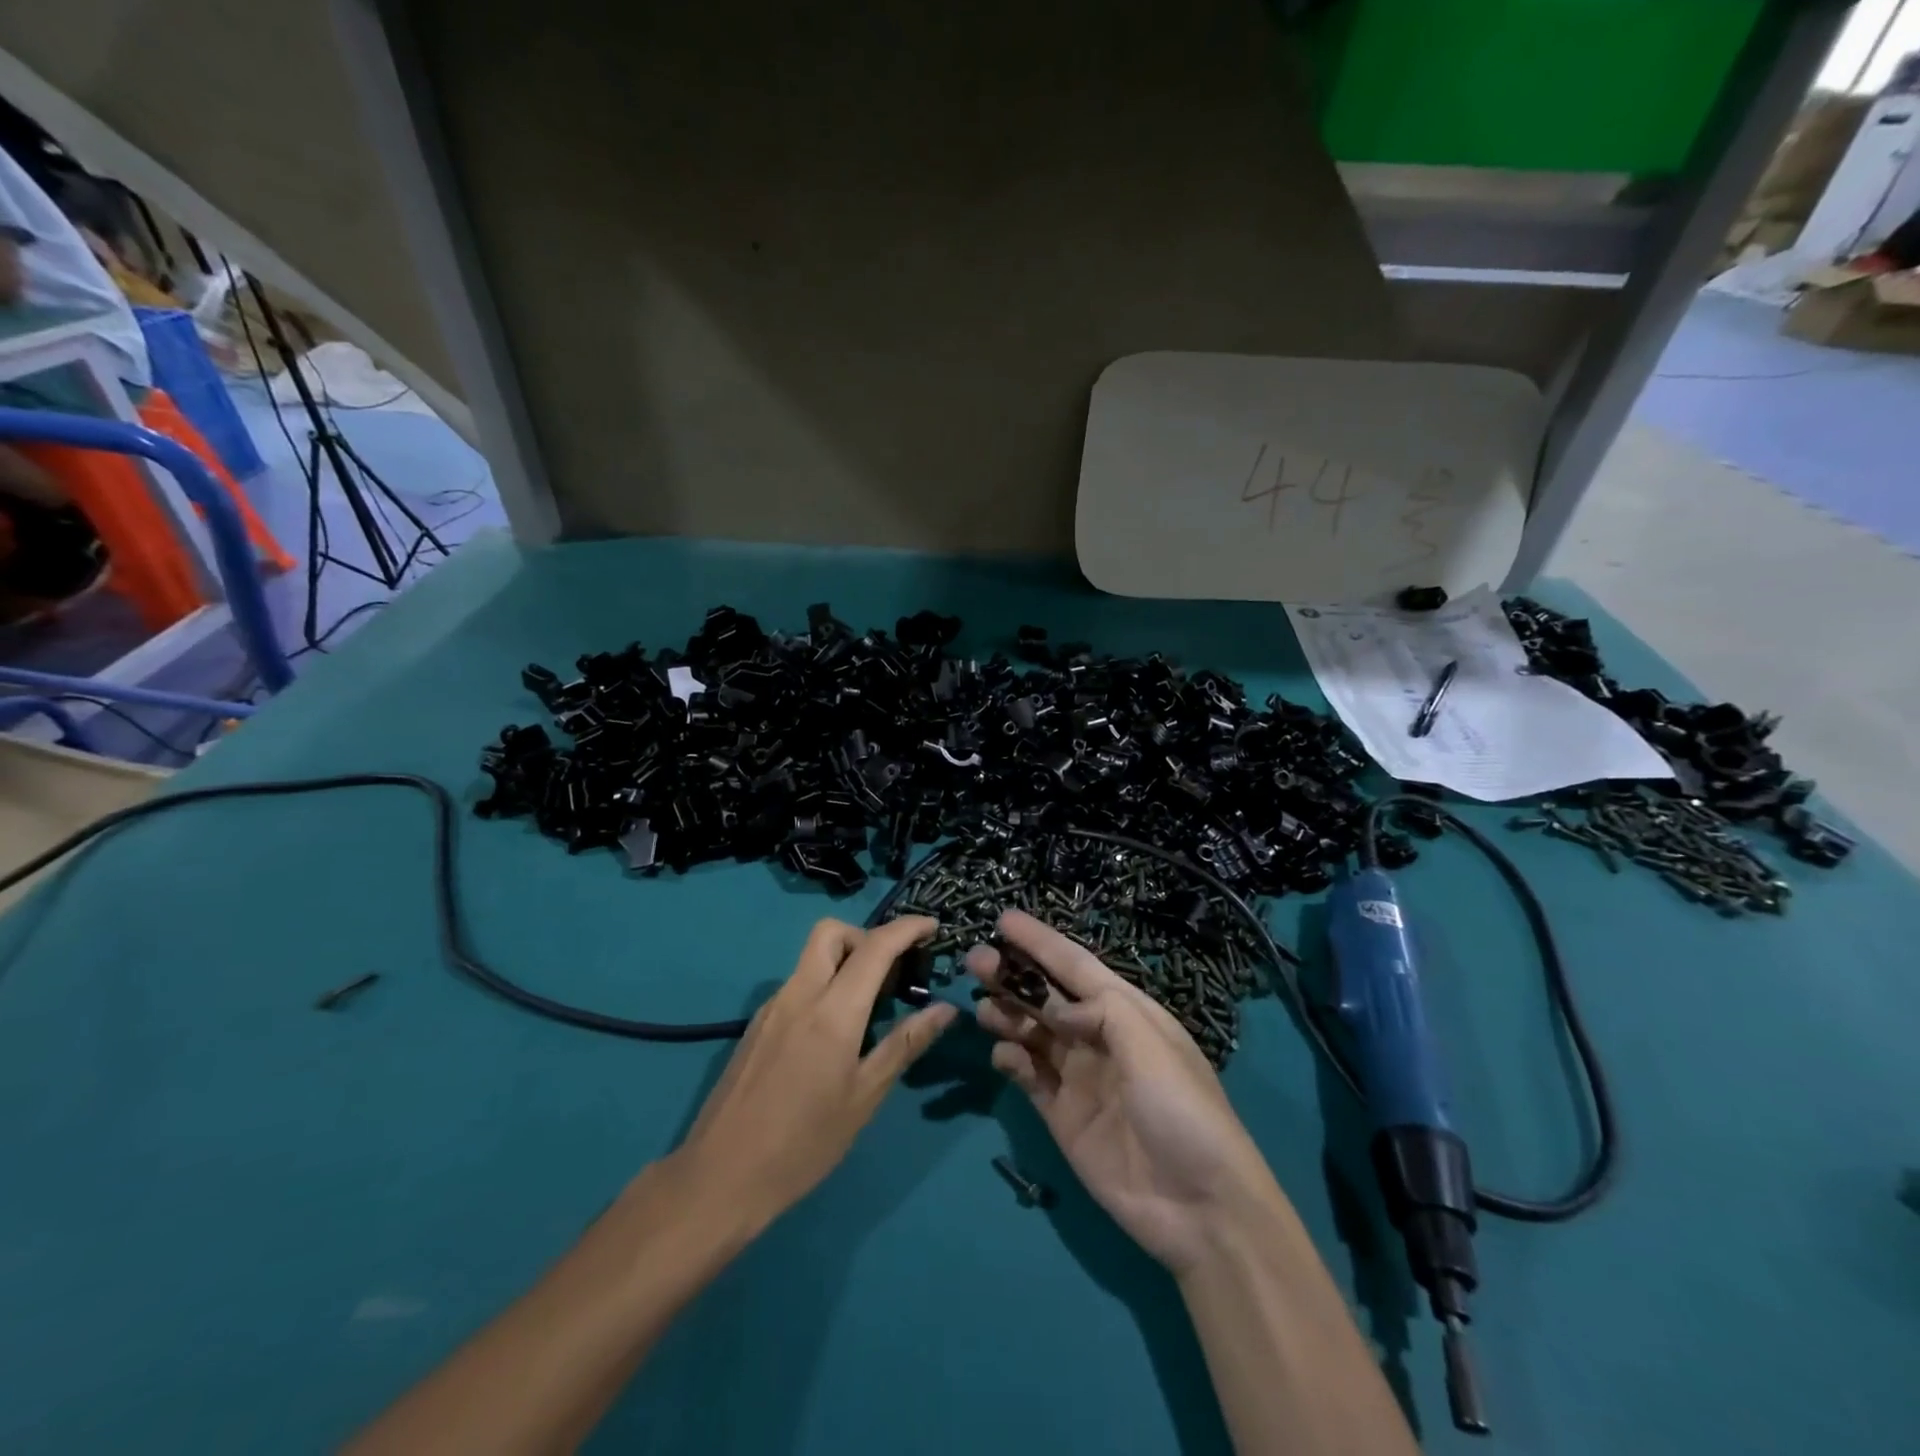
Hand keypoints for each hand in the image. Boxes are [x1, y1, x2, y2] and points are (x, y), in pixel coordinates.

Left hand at [671, 916, 957, 1233]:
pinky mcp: (757, 1025)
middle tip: (891, 971)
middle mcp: (799, 994)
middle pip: (831, 932)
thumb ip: (905, 1044)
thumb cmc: (803, 1143)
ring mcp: (772, 1007)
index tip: (933, 926)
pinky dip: (824, 987)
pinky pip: (798, 985)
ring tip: (870, 1007)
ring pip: (812, 958)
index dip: (907, 928)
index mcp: (832, 1010)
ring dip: (845, 962)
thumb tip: (945, 1009)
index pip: (875, 946)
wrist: (720, 1177)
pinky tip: (834, 1034)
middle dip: (866, 936)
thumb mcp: (864, 1097)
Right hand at [968, 910, 1284, 1273]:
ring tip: (982, 1008)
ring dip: (1007, 1014)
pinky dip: (1011, 1060)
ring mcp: (1078, 1076)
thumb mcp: (1151, 1044)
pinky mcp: (1062, 1115)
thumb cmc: (1181, 1110)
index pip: (1075, 966)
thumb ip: (1099, 1011)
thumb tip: (1054, 1007)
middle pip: (1046, 997)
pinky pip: (1028, 1076)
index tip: (1003, 920)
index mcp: (1126, 1012)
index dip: (1040, 942)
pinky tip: (1003, 1056)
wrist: (1199, 1207)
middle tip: (975, 961)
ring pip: (1032, 1032)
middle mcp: (1098, 1037)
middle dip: (1013, 976)